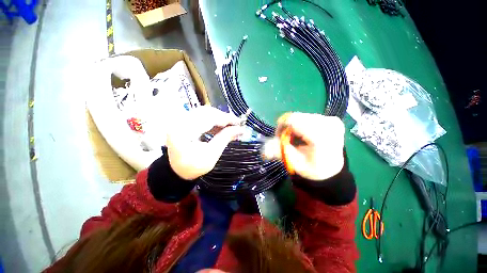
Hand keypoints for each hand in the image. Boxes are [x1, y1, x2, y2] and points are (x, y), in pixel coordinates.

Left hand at [166, 106, 243, 179]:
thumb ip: (225, 139)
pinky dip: (213, 120)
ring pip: (205, 112)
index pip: (209, 118)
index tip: (239, 122)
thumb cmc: (193, 166)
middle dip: (223, 117)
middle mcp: (180, 121)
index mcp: (184, 131)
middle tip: (236, 124)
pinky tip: (221, 126)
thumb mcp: (211, 155)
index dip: (226, 119)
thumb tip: (239, 129)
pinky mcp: (184, 121)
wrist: (177, 170)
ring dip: (219, 118)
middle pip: (207, 112)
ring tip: (230, 125)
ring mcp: (181, 120)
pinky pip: (201, 116)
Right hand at [263, 113, 344, 180]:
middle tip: (289, 140)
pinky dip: (302, 125)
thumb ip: (279, 152)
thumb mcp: (294, 163)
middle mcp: (329, 124)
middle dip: (288, 127)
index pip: (293, 120)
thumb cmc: (313, 168)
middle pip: (296, 117)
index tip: (280, 138)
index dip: (281, 127)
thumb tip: (264, 150)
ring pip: (301, 116)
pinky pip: (308, 117)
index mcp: (321, 137)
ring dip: (295, 126)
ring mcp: (332, 120)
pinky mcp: (332, 118)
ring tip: (298, 139)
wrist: (332, 169)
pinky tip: (306, 135)